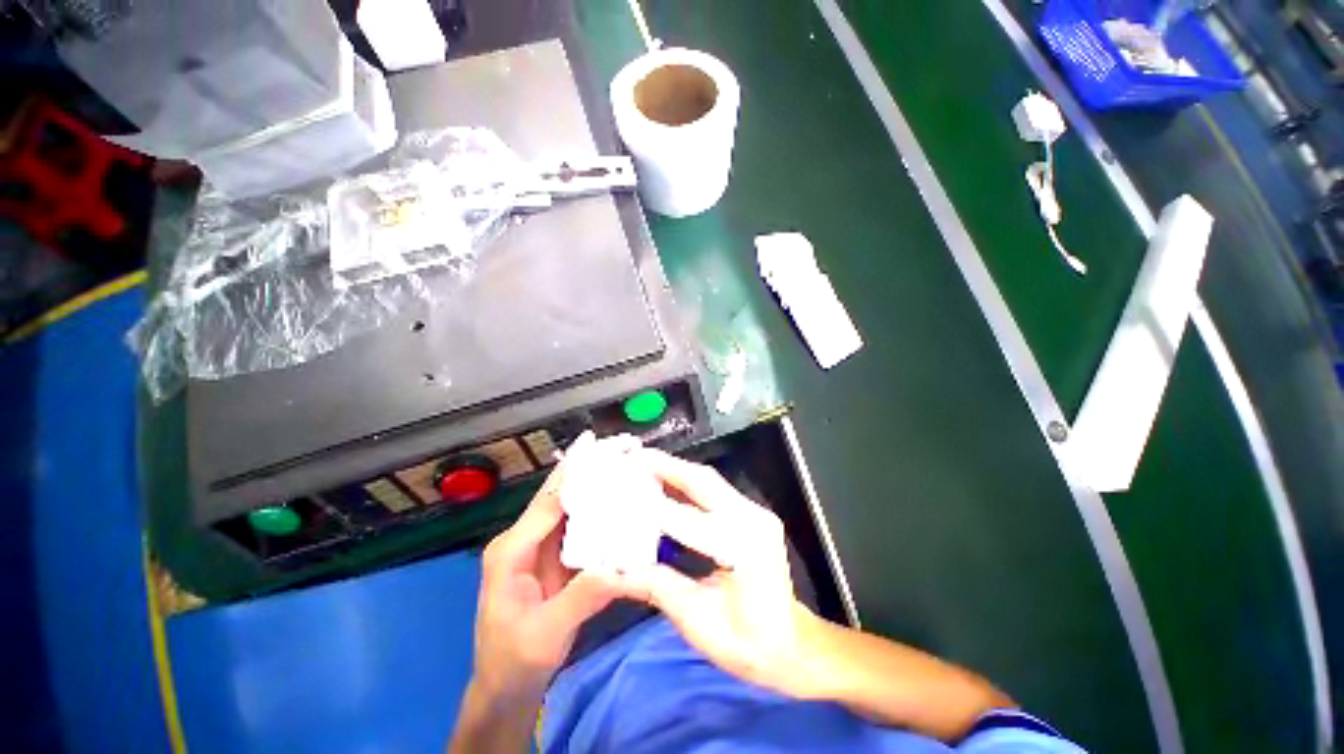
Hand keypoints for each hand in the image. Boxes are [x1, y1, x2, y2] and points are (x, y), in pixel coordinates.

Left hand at [467, 445, 631, 704]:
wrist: (507, 686)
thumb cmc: (516, 660)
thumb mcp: (548, 633)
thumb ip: (583, 597)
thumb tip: (623, 566)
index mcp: (511, 549)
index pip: (549, 501)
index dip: (578, 472)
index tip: (604, 446)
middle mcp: (525, 537)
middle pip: (560, 493)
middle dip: (589, 466)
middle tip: (621, 445)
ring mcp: (540, 545)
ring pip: (571, 505)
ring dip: (596, 483)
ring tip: (625, 462)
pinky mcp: (555, 554)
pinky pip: (579, 523)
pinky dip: (599, 508)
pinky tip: (621, 498)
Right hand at [622, 450, 830, 699]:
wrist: (790, 645)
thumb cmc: (746, 642)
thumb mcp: (697, 620)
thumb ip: (656, 587)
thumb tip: (614, 571)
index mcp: (743, 547)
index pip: (689, 519)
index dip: (653, 506)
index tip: (622, 492)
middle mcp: (752, 519)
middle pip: (703, 482)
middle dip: (666, 466)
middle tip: (634, 457)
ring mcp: (755, 512)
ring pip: (709, 480)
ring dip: (676, 470)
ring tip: (645, 463)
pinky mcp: (752, 513)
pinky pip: (715, 490)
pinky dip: (688, 483)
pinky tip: (667, 482)